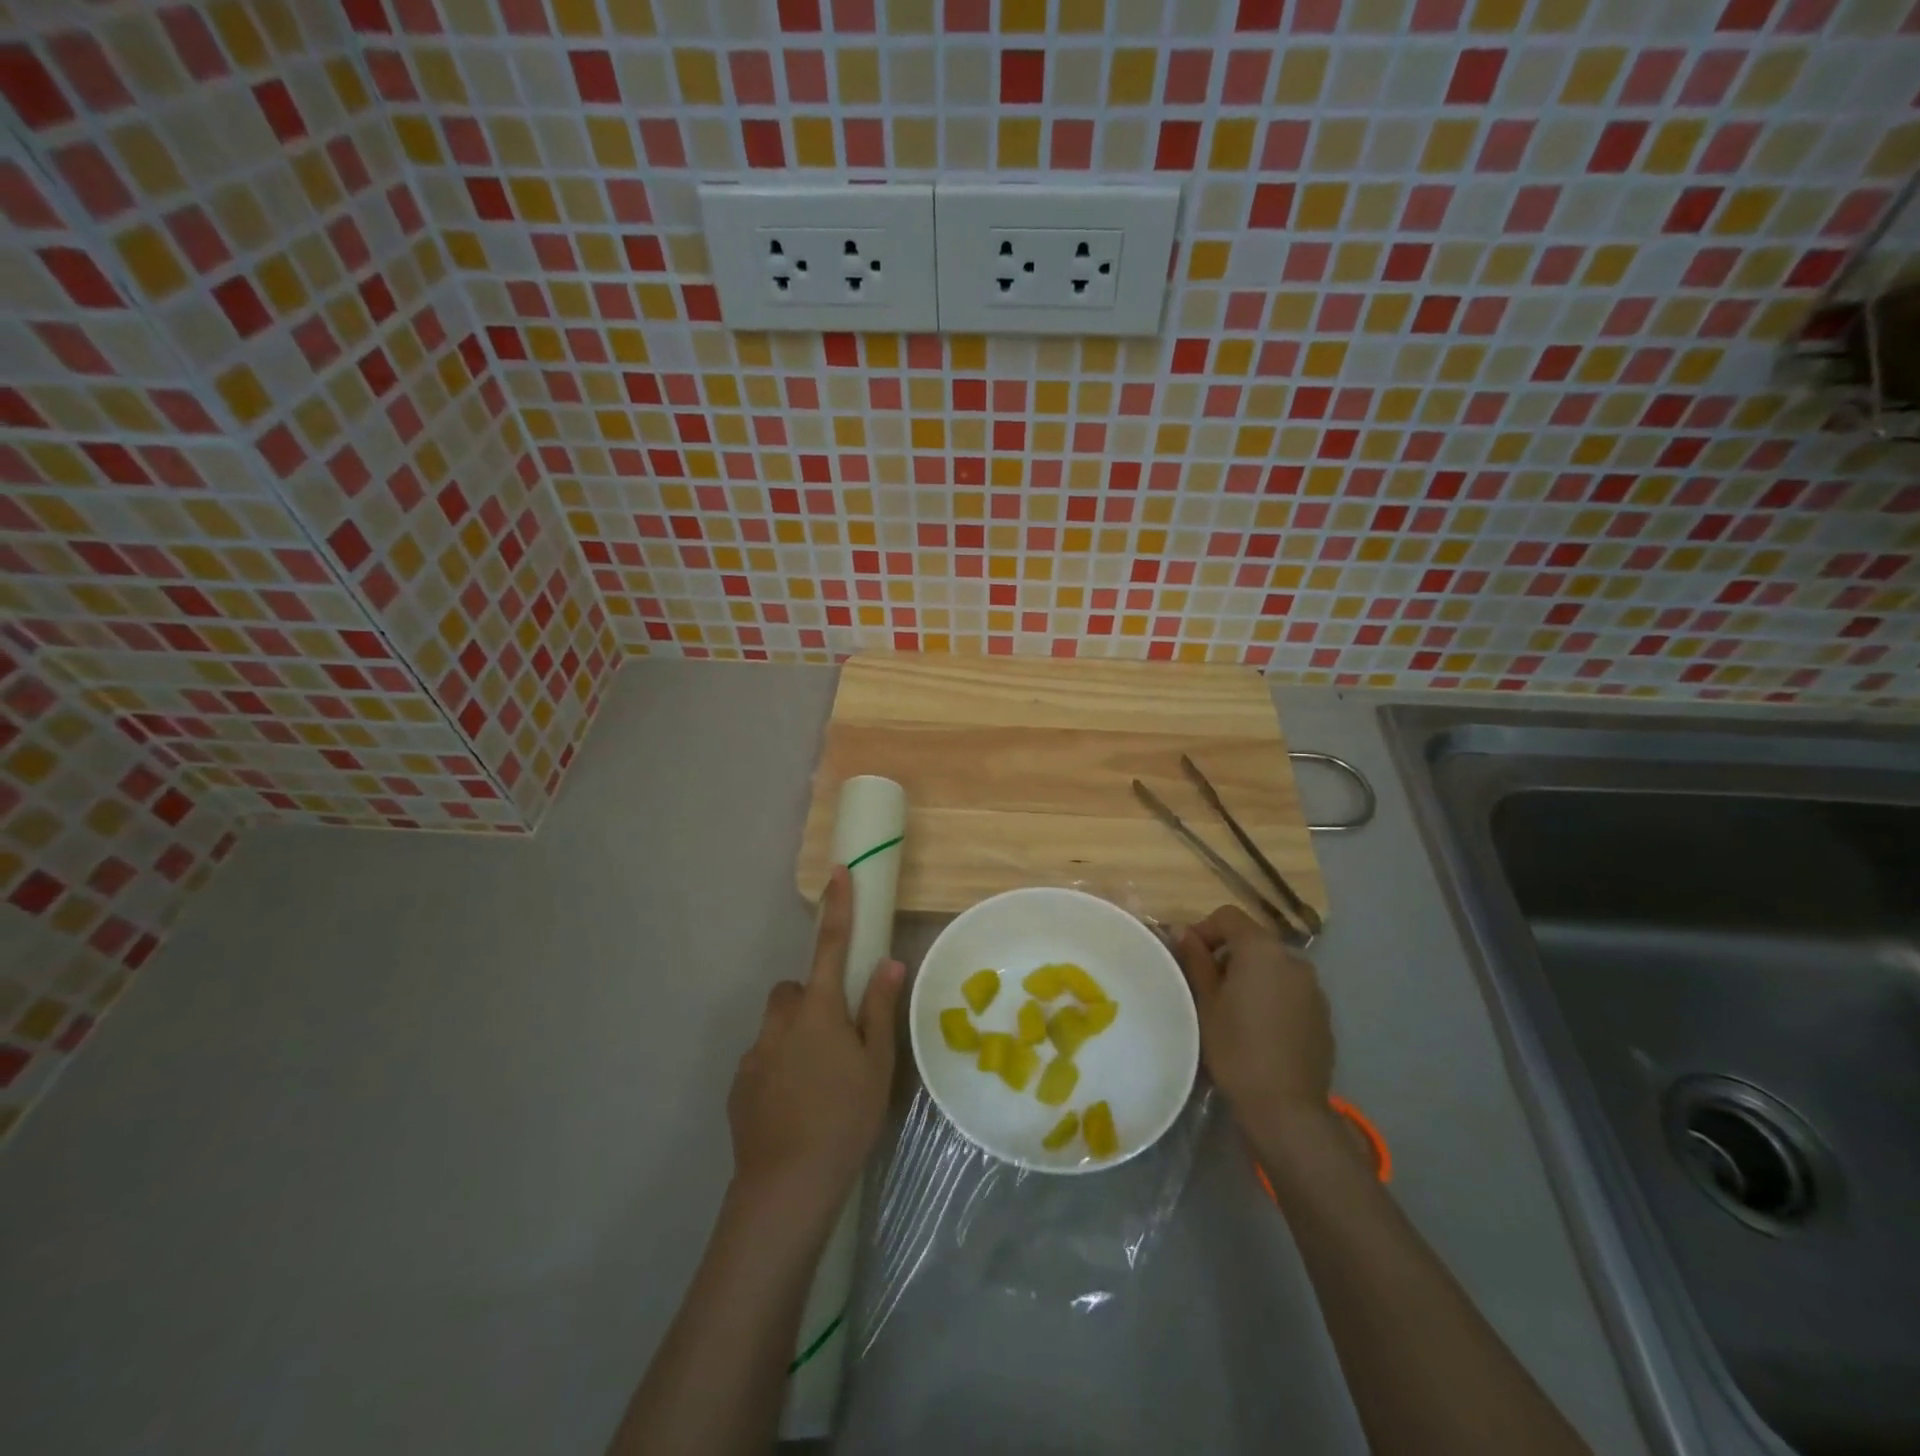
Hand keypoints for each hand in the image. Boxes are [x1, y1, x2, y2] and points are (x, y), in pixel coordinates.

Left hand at [726, 867, 902, 1228]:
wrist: (786, 1187)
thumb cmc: (845, 1119)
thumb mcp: (877, 1066)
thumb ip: (880, 1010)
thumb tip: (888, 963)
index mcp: (820, 1011)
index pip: (832, 946)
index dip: (838, 907)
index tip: (838, 872)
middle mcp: (782, 1021)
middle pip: (795, 990)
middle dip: (813, 999)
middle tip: (838, 1038)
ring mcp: (756, 1053)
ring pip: (777, 1024)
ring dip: (795, 1035)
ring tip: (818, 1079)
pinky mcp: (739, 1084)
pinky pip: (763, 1057)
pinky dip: (779, 1067)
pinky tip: (794, 1105)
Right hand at [1173, 905, 1334, 1131]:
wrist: (1286, 1108)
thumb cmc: (1236, 1048)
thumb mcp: (1205, 1002)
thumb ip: (1195, 960)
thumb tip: (1182, 931)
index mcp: (1262, 949)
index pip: (1228, 916)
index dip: (1204, 929)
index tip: (1188, 958)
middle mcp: (1293, 960)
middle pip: (1253, 941)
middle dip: (1226, 955)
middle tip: (1205, 987)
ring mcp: (1313, 988)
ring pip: (1273, 967)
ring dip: (1250, 976)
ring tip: (1232, 1010)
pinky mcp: (1323, 1015)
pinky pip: (1290, 991)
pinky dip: (1271, 996)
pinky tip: (1259, 1029)